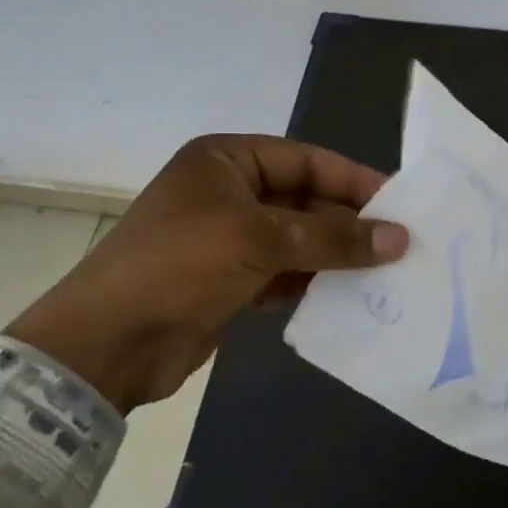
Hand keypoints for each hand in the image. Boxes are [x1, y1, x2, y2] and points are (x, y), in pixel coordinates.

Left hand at [4, 134, 407, 413]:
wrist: (105, 347)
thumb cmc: (180, 267)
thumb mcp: (261, 240)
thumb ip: (334, 237)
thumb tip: (400, 239)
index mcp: (227, 160)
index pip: (307, 160)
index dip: (355, 180)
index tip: (401, 203)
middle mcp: (230, 192)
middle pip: (306, 199)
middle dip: (350, 223)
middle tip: (402, 244)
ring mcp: (229, 238)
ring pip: (300, 239)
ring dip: (337, 255)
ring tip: (387, 272)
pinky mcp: (231, 281)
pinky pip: (287, 272)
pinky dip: (315, 283)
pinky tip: (350, 297)